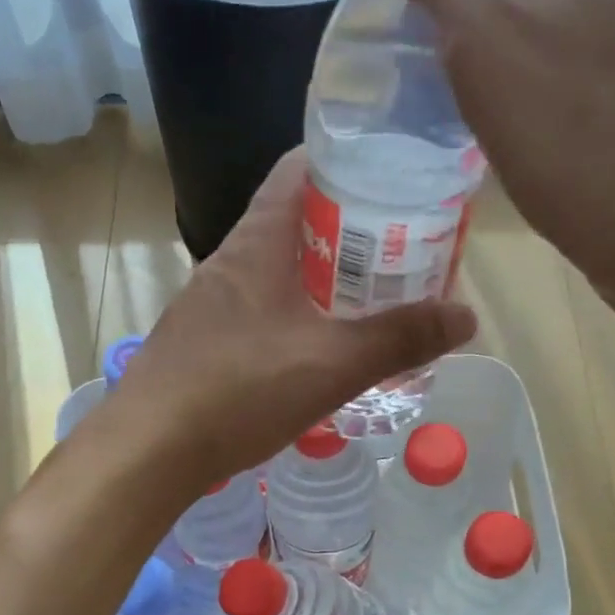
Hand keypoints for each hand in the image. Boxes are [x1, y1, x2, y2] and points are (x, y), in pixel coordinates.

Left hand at [113, 150, 476, 485]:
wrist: (147, 451)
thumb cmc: (239, 391)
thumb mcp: (331, 364)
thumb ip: (399, 339)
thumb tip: (466, 315)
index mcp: (258, 243)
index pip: (300, 170)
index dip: (348, 163)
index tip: (395, 177)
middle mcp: (229, 263)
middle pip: (294, 222)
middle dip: (348, 230)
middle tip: (400, 251)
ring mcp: (210, 306)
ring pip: (276, 274)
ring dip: (321, 280)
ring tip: (369, 302)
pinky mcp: (202, 346)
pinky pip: (259, 315)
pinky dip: (295, 319)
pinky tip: (316, 353)